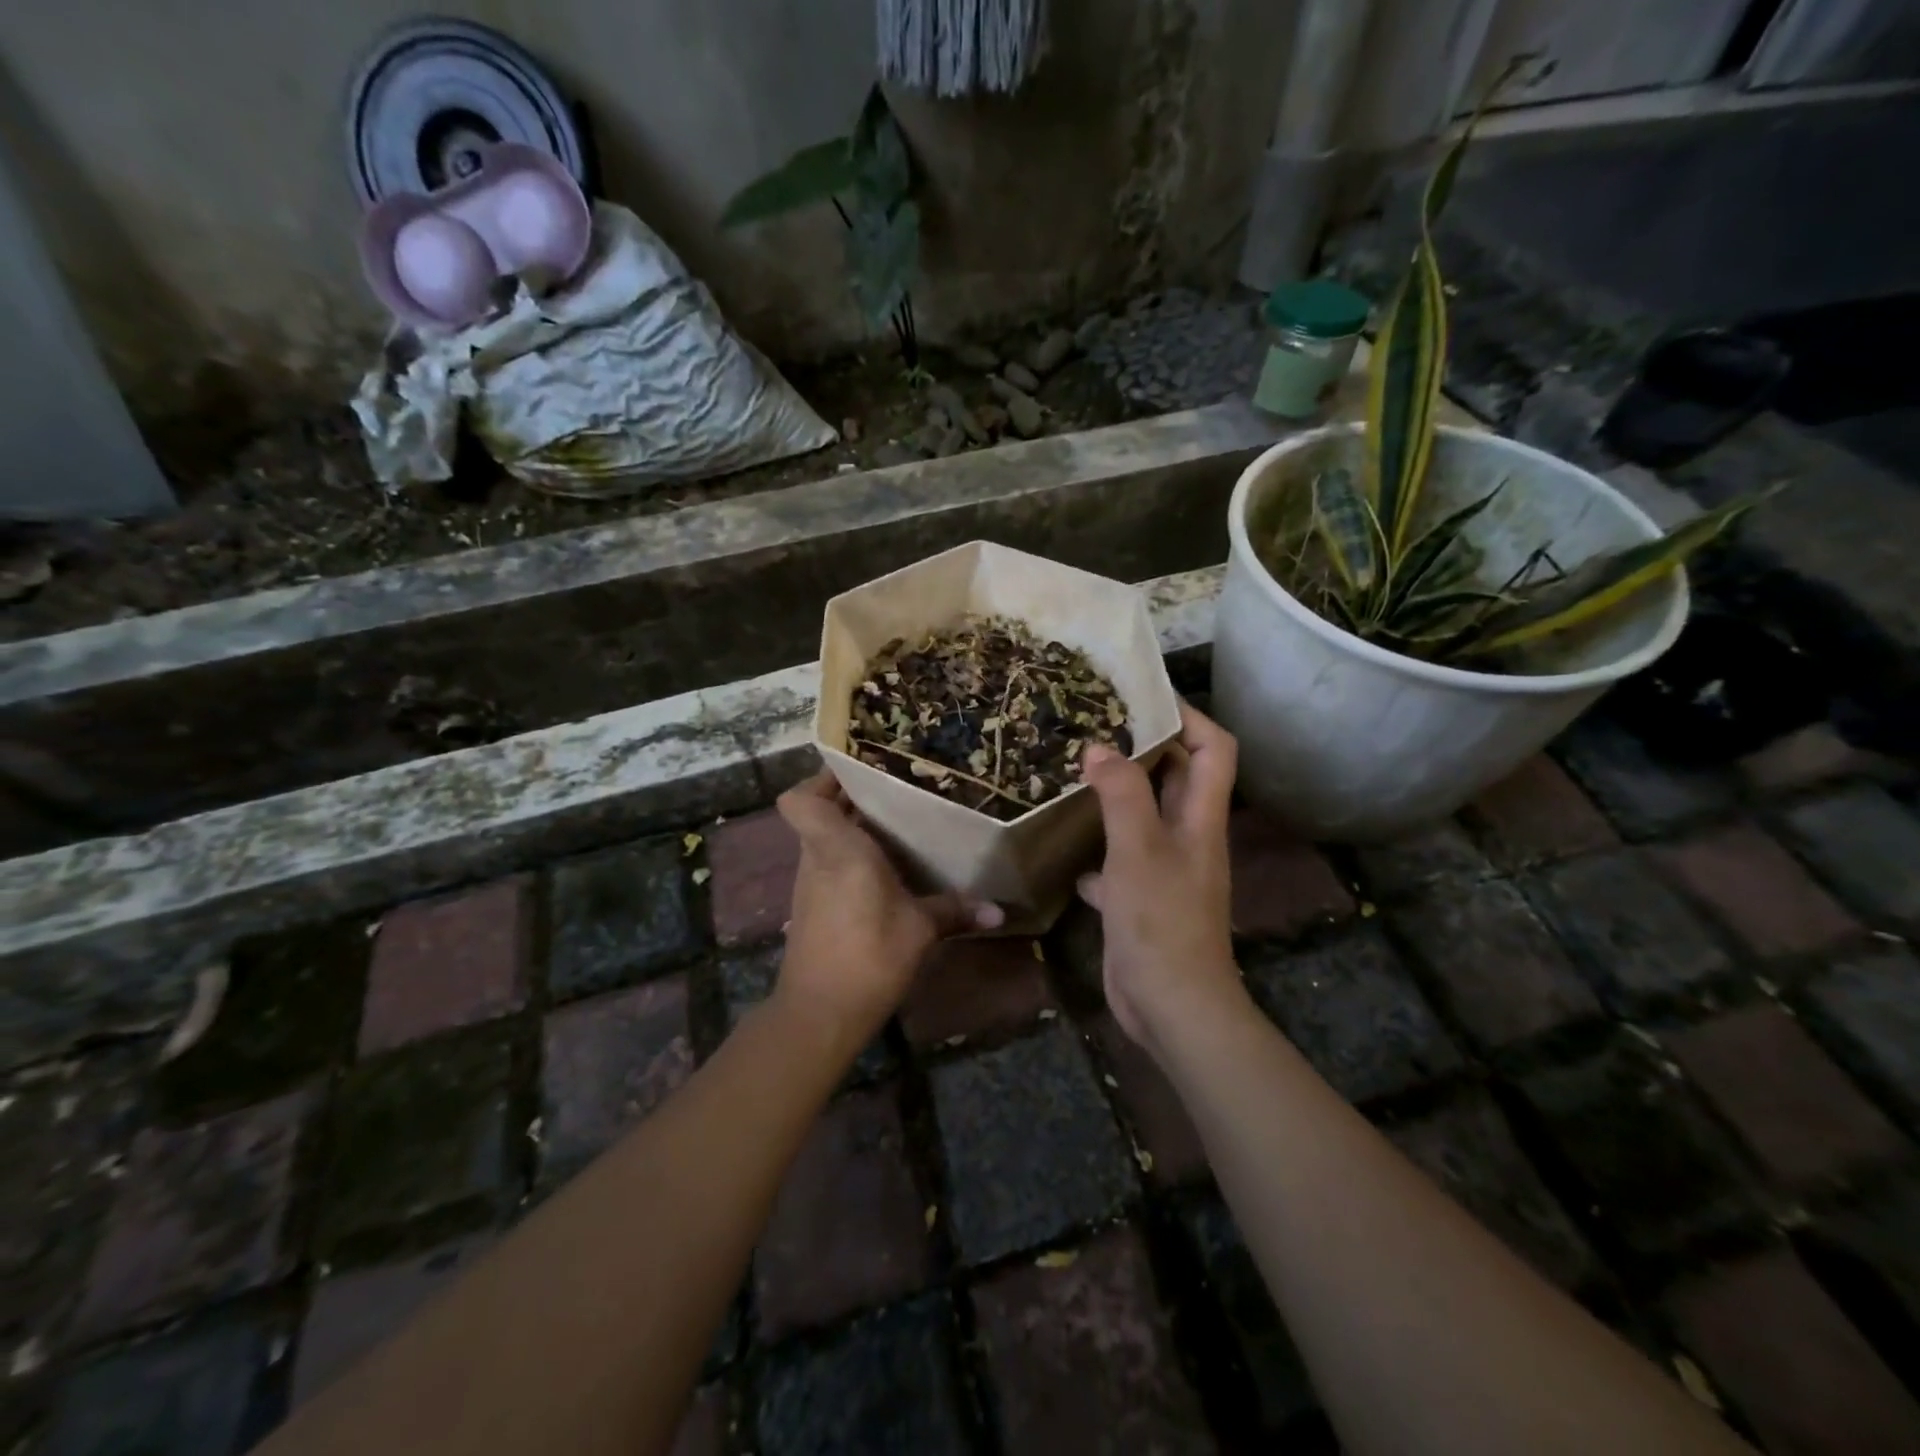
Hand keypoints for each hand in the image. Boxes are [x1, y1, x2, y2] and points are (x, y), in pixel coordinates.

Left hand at [775, 772, 1003, 1041]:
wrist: (820, 1014)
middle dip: (852, 798)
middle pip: (819, 812)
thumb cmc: (869, 955)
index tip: (860, 771)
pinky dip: (852, 859)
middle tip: (896, 790)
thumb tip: (1000, 910)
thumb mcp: (920, 929)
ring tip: (898, 824)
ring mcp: (810, 884)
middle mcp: (817, 858)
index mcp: (838, 848)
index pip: (801, 798)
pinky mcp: (813, 907)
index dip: (822, 778)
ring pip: (825, 839)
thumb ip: (955, 911)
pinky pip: (830, 866)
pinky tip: (888, 870)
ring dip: (854, 829)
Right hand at [1078, 703, 1243, 1056]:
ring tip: (1075, 771)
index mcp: (1200, 818)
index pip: (1214, 749)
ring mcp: (1164, 869)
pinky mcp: (1140, 898)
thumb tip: (1100, 749)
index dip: (1188, 717)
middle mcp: (1187, 837)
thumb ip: (1122, 794)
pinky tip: (1067, 846)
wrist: (1171, 1005)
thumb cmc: (1161, 921)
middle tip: (1096, 725)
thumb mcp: (1139, 850)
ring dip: (1116, 793)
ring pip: (1143, 816)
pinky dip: (1098, 848)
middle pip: (1177, 777)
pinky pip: (1119, 859)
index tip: (1144, 696)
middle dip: (1144, 747)